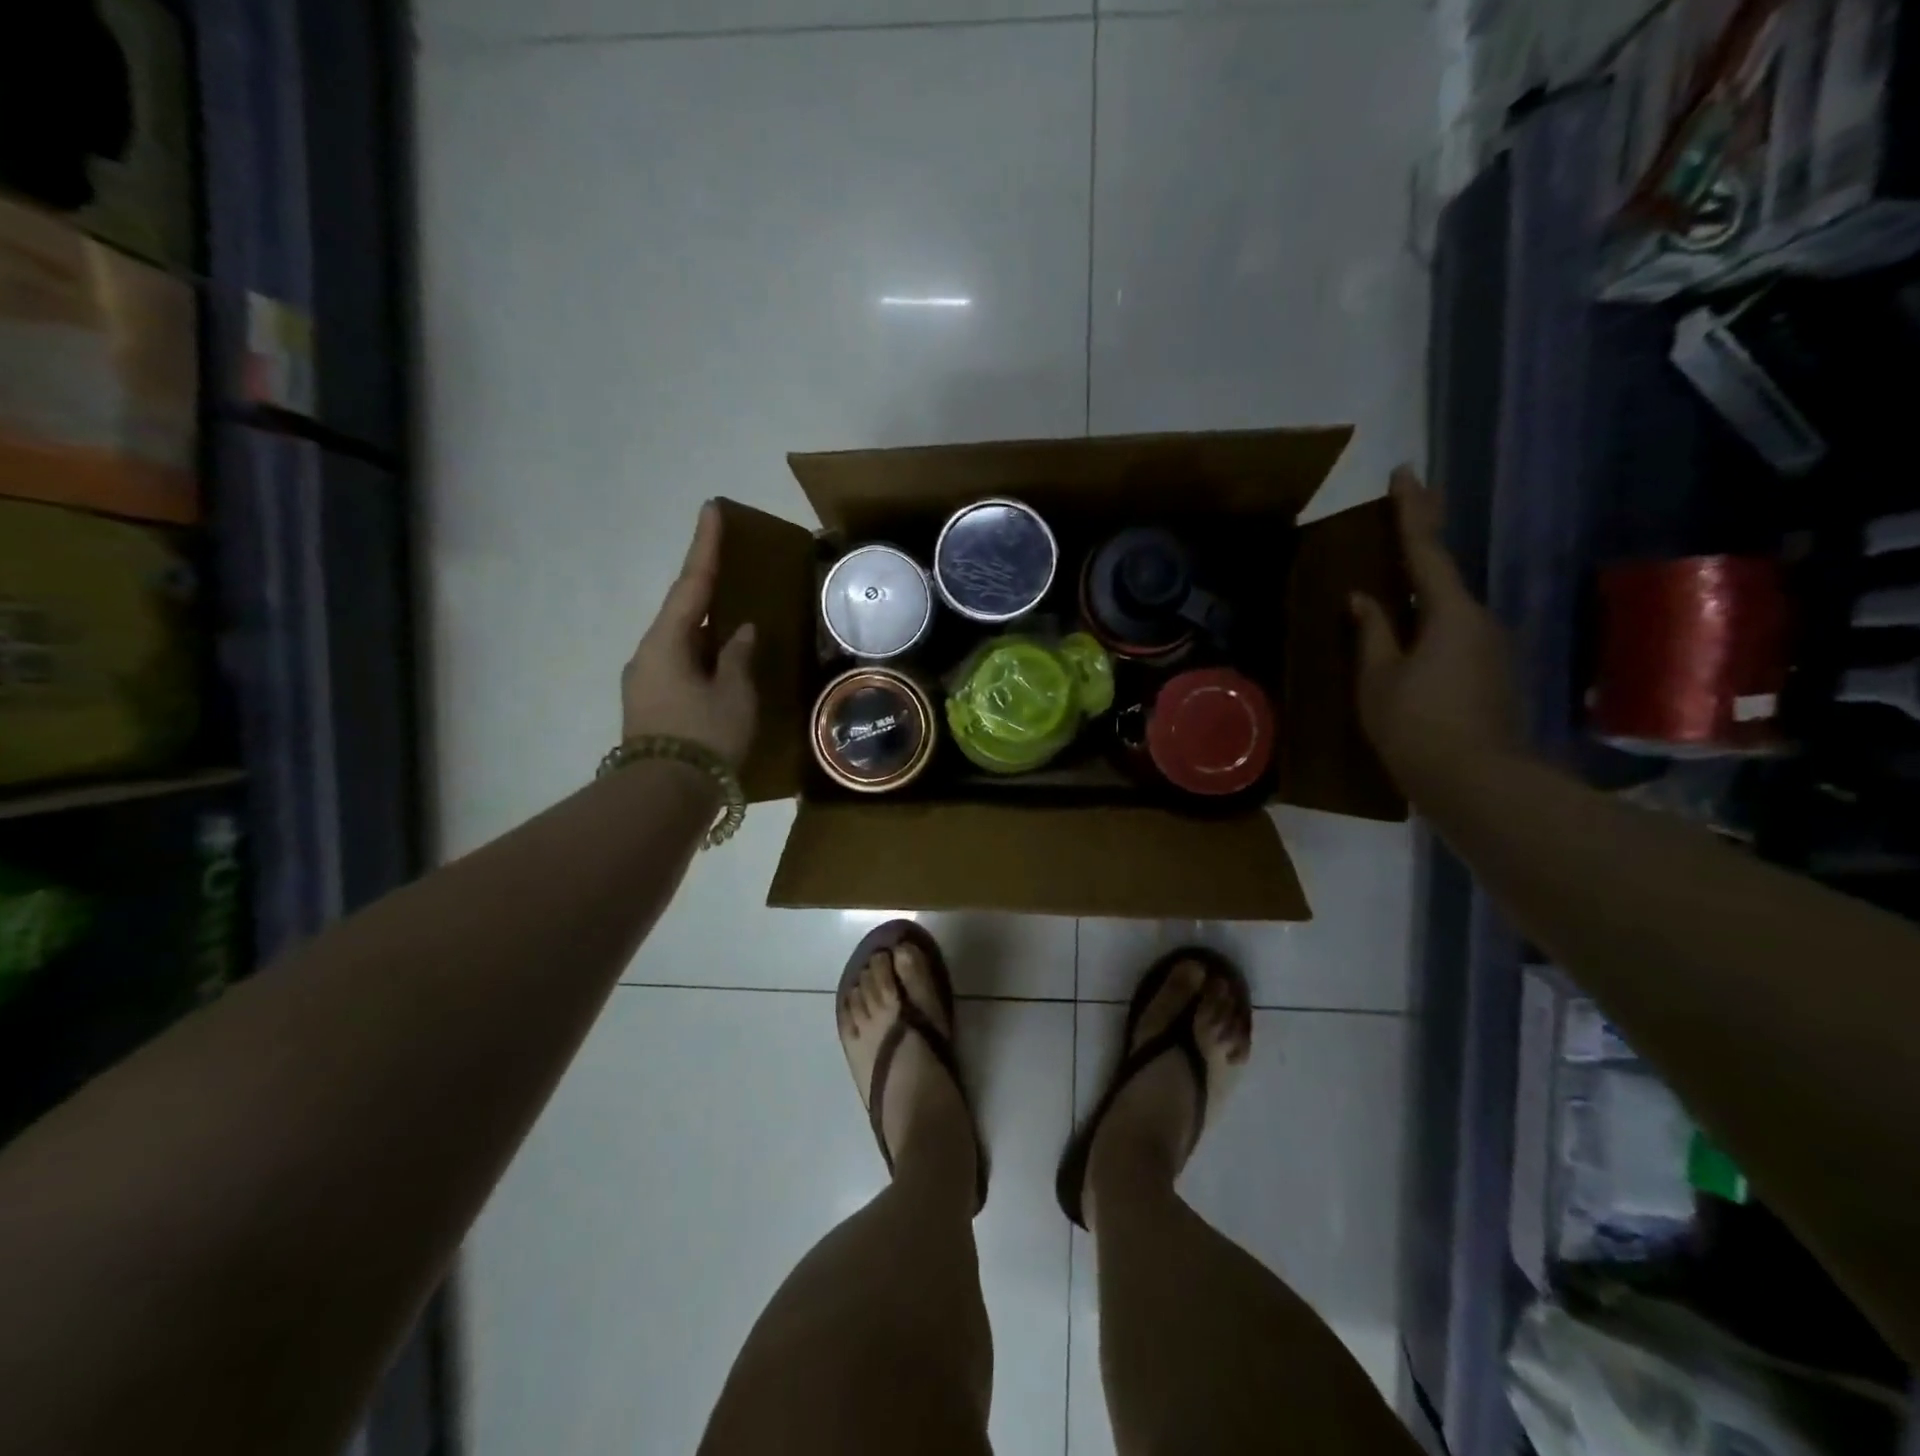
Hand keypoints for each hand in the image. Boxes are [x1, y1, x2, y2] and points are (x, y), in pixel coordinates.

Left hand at [621, 502, 757, 767]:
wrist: (664, 796)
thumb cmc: (705, 737)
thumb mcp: (734, 694)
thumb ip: (738, 657)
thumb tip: (739, 632)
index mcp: (667, 642)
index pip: (692, 584)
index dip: (705, 547)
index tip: (711, 509)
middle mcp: (650, 654)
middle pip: (682, 610)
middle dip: (707, 588)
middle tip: (732, 566)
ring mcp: (646, 680)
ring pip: (682, 640)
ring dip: (707, 627)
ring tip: (735, 619)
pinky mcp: (652, 704)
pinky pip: (681, 664)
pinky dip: (703, 654)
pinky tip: (723, 662)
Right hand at [1350, 467, 1520, 789]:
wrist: (1478, 782)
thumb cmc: (1416, 726)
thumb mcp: (1378, 679)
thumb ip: (1372, 633)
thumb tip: (1364, 598)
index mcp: (1450, 614)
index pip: (1426, 550)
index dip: (1412, 511)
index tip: (1403, 473)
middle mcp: (1479, 621)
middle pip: (1443, 574)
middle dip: (1423, 540)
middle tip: (1406, 507)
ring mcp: (1490, 648)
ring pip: (1447, 609)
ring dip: (1420, 594)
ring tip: (1389, 588)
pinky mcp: (1490, 674)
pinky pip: (1452, 635)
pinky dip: (1427, 625)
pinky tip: (1406, 640)